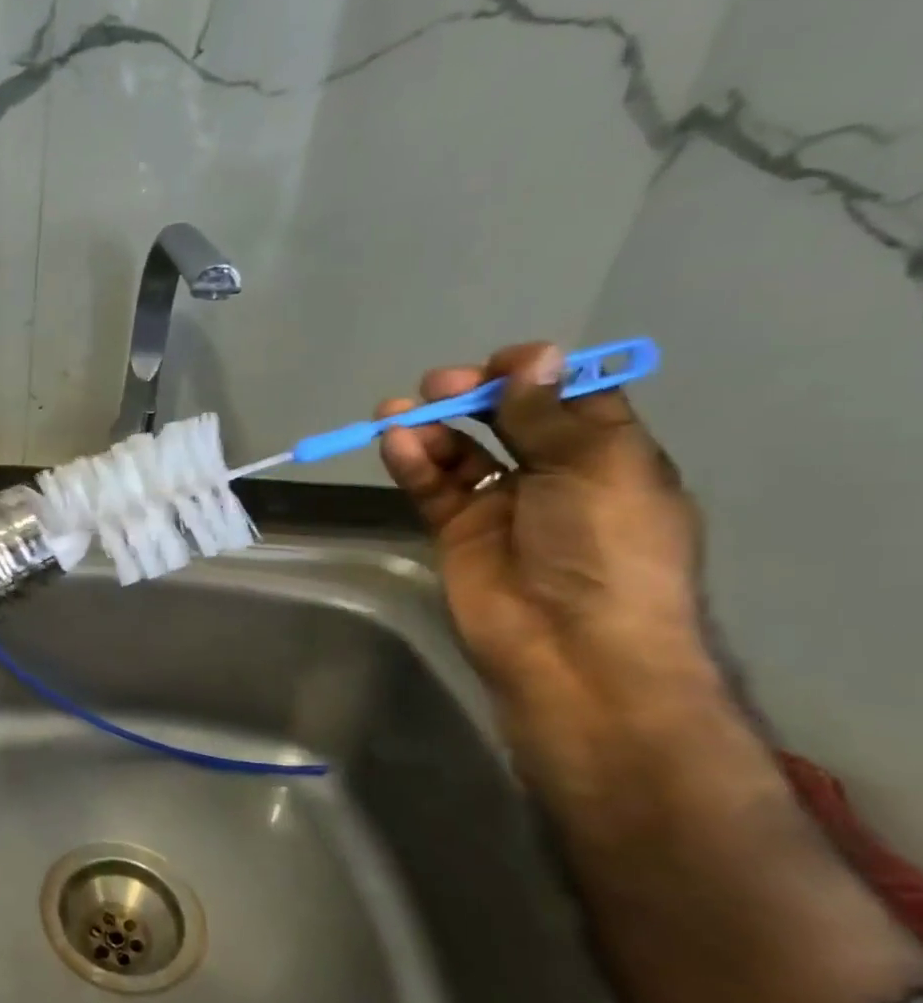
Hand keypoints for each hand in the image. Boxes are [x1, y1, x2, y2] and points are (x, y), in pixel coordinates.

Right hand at [376, 342, 711, 713]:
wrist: (572, 647)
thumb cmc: (605, 548)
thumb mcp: (594, 468)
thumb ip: (550, 413)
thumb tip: (536, 355)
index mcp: (608, 456)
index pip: (569, 398)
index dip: (536, 374)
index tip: (501, 365)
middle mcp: (555, 475)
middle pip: (508, 419)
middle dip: (473, 395)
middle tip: (438, 386)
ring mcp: (501, 505)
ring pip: (461, 451)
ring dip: (431, 426)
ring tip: (395, 412)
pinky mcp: (456, 532)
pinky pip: (433, 486)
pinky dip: (413, 462)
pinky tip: (394, 443)